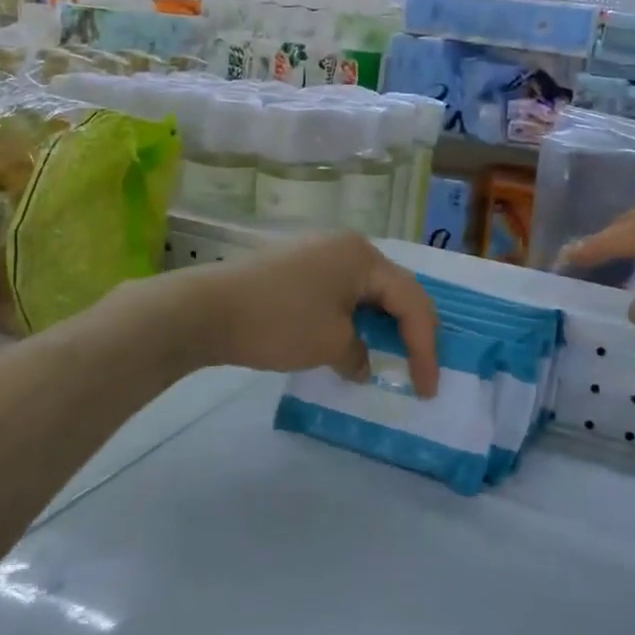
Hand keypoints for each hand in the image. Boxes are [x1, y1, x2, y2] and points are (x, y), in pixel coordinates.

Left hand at [175, 232, 440, 395]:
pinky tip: (349, 342)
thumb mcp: (330, 344)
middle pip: (392, 289)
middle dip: (409, 331)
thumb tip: (362, 362)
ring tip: (388, 358)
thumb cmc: (279, 322)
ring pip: (365, 291)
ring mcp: (317, 252)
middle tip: (418, 369)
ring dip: (380, 325)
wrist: (207, 310)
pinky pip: (339, 292)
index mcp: (363, 256)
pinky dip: (352, 319)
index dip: (425, 347)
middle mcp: (345, 245)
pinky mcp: (295, 267)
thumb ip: (360, 353)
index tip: (427, 388)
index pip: (411, 301)